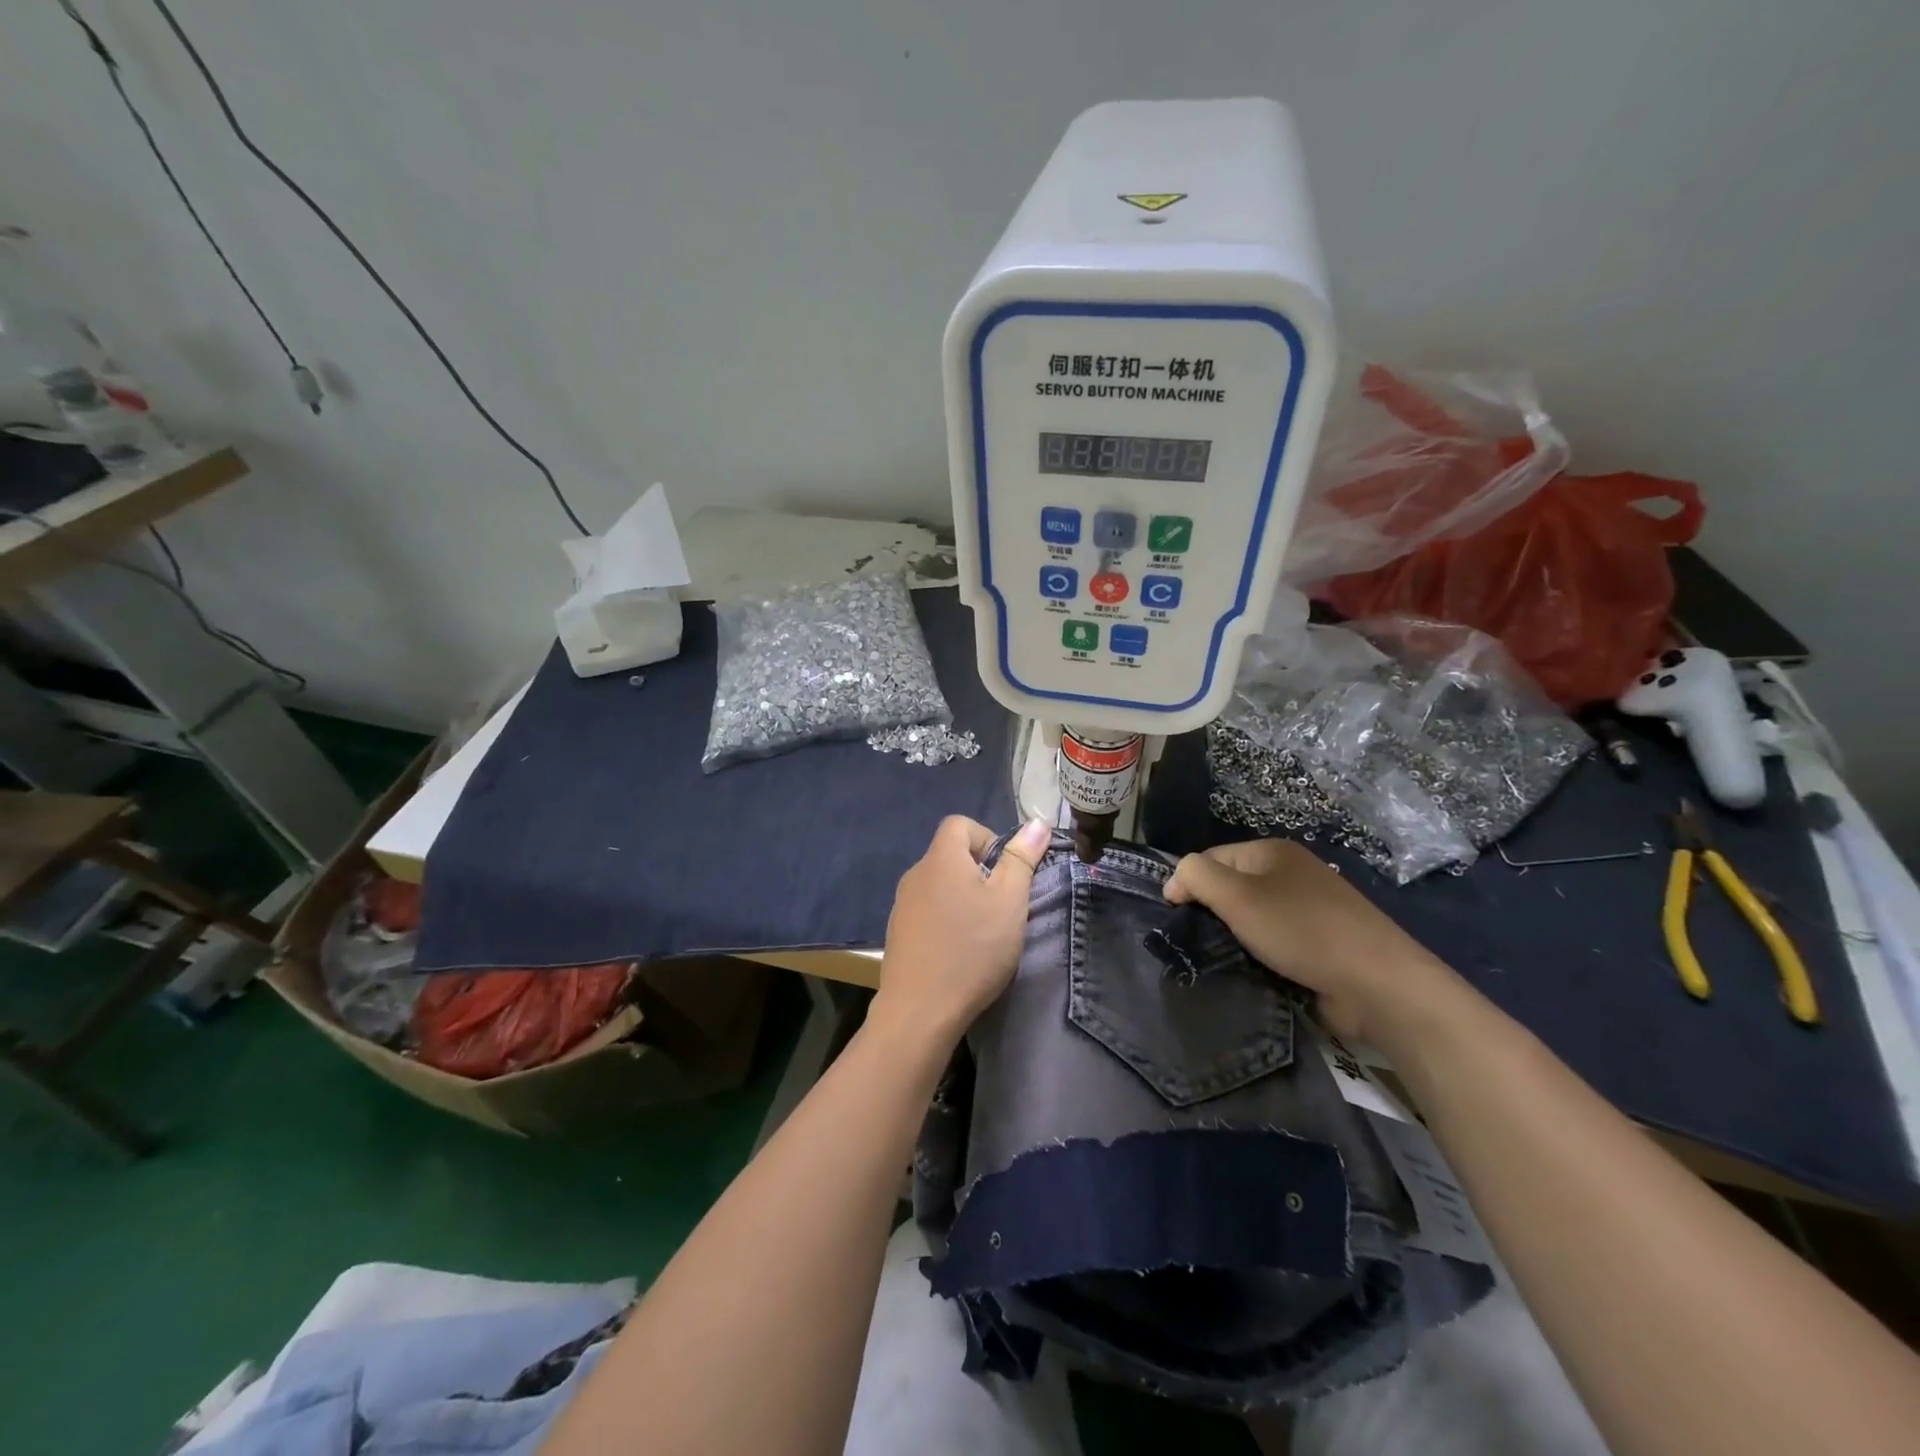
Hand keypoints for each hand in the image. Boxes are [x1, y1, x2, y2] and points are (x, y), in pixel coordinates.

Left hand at [874, 816, 1050, 1044]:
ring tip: (983, 931)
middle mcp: (916, 874)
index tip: (1005, 872)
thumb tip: (1038, 822)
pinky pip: (927, 910)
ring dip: (963, 898)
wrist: (920, 1009)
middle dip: (979, 872)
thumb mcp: (1010, 901)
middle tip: (1001, 906)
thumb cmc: (972, 949)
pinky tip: (958, 950)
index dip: (987, 838)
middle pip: (950, 854)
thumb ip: (1022, 858)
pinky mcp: (898, 932)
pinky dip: (946, 919)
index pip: (960, 824)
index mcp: (941, 858)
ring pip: (940, 885)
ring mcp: (903, 904)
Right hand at [1164, 839, 1456, 1043]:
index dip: (1188, 883)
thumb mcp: (1236, 895)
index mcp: (1273, 851)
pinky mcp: (1322, 943)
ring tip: (1222, 961)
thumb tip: (1174, 882)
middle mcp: (1292, 873)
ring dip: (1236, 939)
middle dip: (1214, 913)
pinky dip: (1261, 956)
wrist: (1377, 983)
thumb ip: (1195, 876)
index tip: (1175, 918)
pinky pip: (1276, 943)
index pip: (1211, 858)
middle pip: (1232, 888)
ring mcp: (1311, 908)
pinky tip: (1252, 973)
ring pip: (1253, 919)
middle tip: (1200, 941)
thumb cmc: (1300, 930)